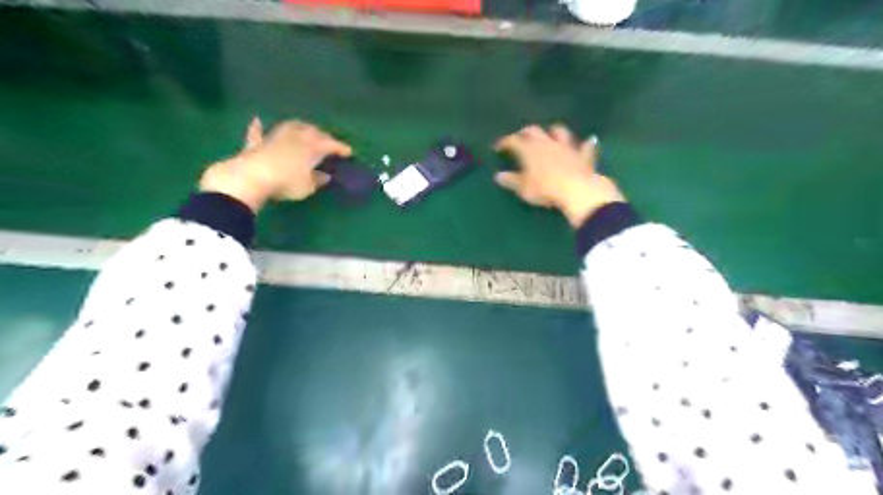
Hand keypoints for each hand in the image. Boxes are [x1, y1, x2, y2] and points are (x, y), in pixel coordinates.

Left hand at [200, 119, 351, 211]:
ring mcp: (275, 138)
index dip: (340, 148)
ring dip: (300, 126)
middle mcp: (295, 137)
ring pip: (290, 126)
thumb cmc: (286, 183)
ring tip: (305, 129)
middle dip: (322, 135)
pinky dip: (258, 127)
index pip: (330, 145)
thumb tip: (325, 176)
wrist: (252, 177)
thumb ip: (317, 180)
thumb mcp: (308, 186)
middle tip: (328, 141)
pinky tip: (257, 120)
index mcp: (311, 147)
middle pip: (312, 131)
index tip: (349, 152)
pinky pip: (257, 133)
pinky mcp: (256, 144)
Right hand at [494, 126, 622, 230]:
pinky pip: (586, 147)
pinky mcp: (583, 156)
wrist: (576, 190)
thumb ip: (511, 180)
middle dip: (525, 132)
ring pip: (559, 132)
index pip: (513, 141)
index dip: (505, 142)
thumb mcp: (523, 188)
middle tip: (520, 137)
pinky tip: (590, 141)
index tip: (498, 146)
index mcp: (529, 149)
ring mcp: (566, 147)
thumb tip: (498, 176)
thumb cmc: (544, 189)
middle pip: (534, 131)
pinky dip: (586, 144)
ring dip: (553, 132)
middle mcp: (547, 143)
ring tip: (550, 134)